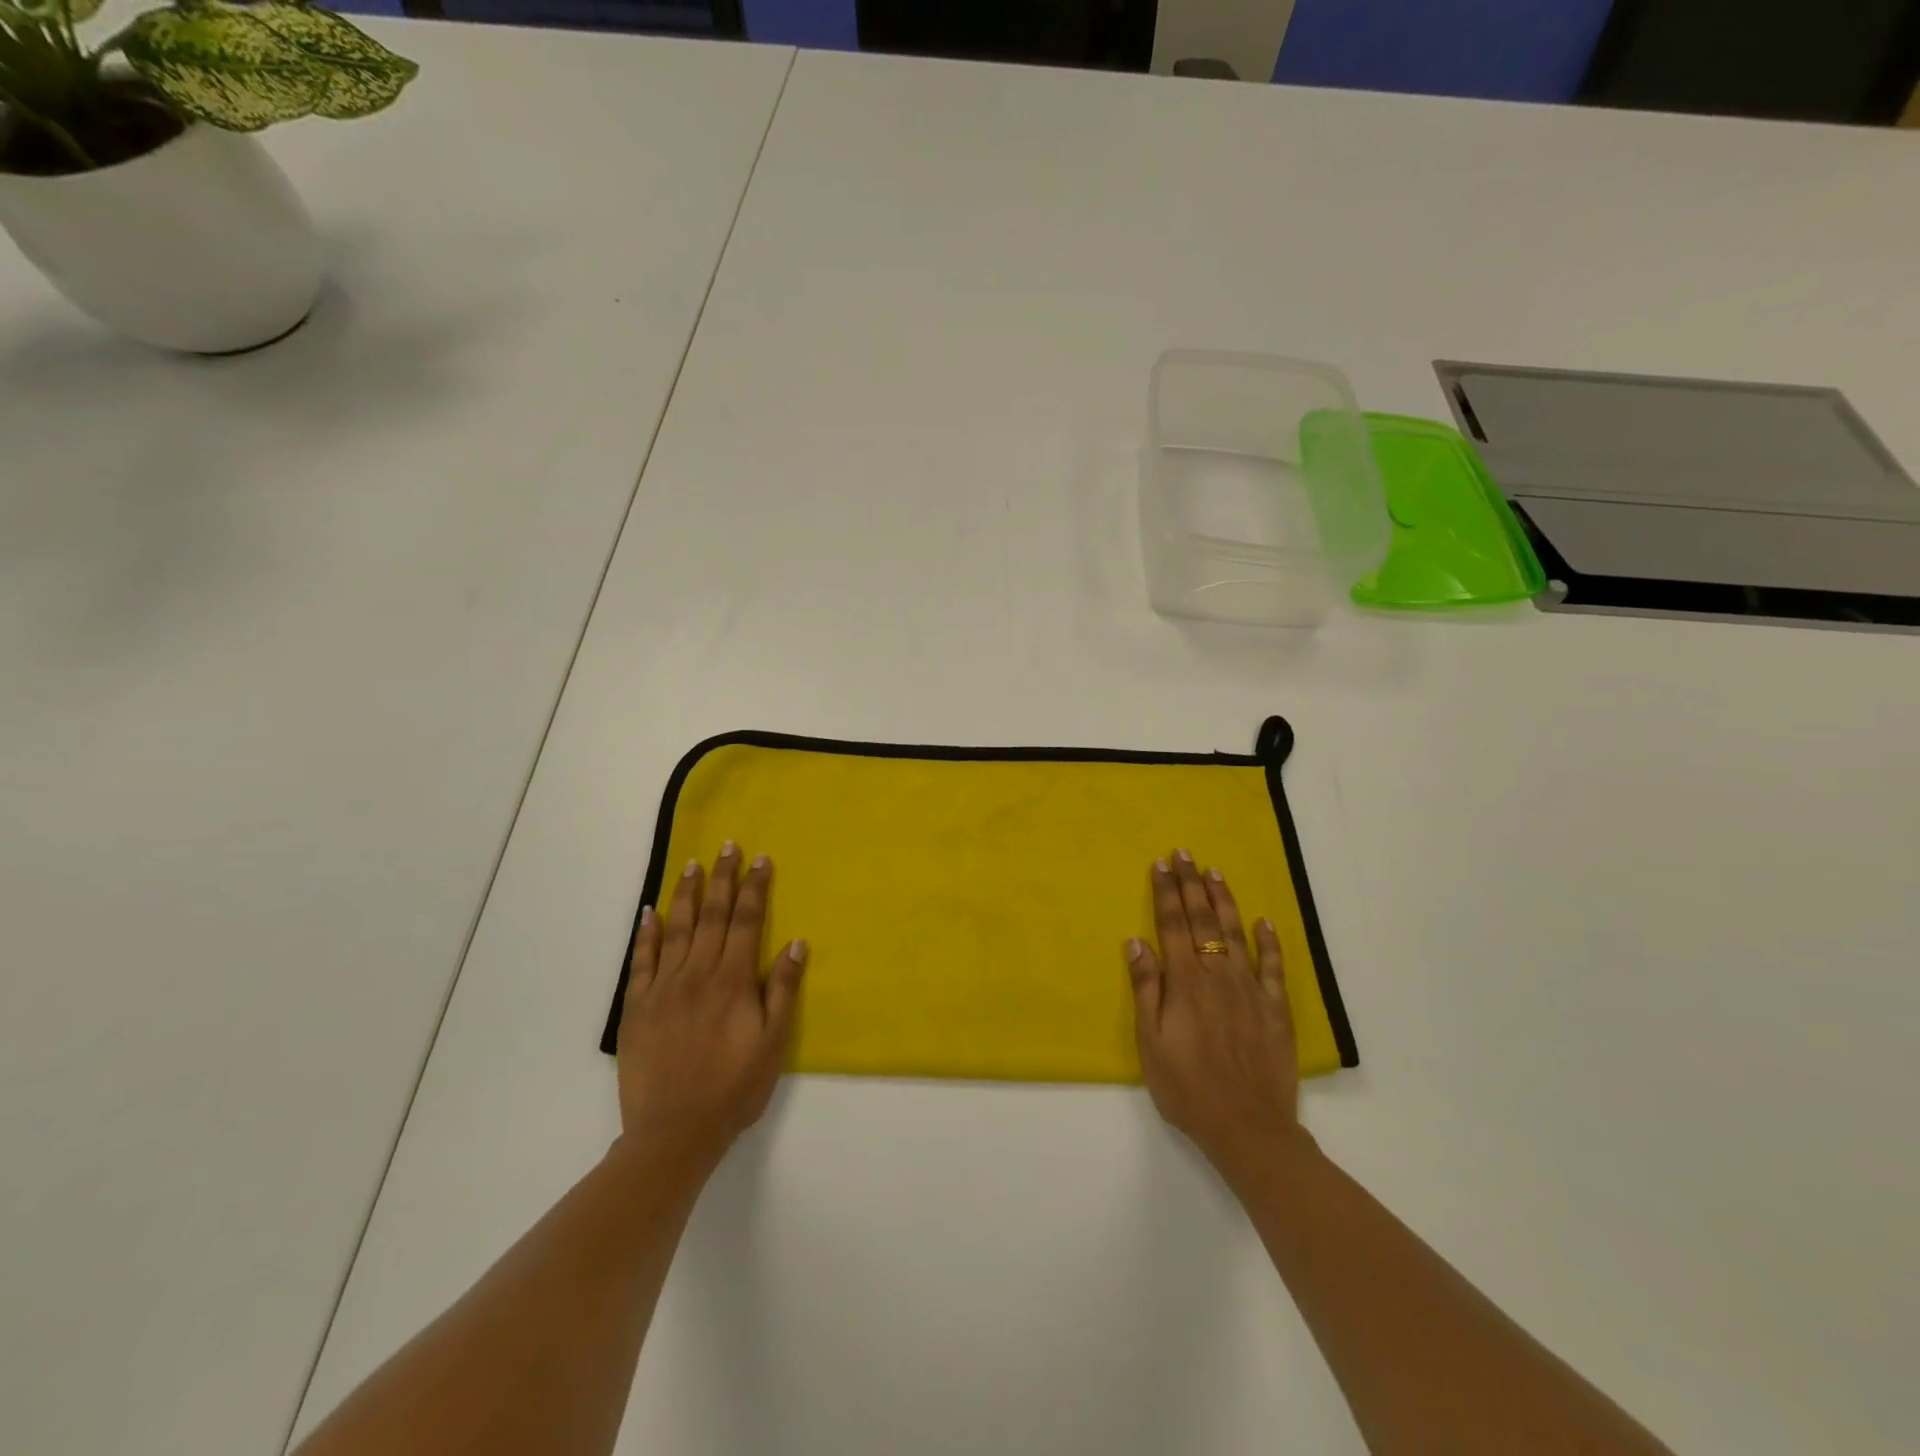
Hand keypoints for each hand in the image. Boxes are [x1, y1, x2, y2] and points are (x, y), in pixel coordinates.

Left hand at [616, 843, 806, 1170]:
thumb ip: (782, 990)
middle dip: (722, 878)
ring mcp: (663, 988)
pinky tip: (649, 912)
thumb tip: (796, 942)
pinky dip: (646, 934)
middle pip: (711, 915)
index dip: (754, 888)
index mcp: (732, 981)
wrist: (674, 1132)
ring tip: (692, 864)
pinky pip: (641, 961)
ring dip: (686, 894)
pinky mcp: (637, 1007)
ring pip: (676, 929)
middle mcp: (697, 974)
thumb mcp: (772, 1043)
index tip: (760, 859)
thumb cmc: (734, 1088)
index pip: (745, 921)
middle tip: (727, 845)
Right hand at [1126, 851, 1307, 1188]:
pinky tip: (1264, 921)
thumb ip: (1146, 989)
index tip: (1161, 865)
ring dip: (1224, 900)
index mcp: (1185, 982)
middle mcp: (1218, 975)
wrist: (1249, 1128)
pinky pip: (1273, 966)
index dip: (1165, 893)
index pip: (1172, 925)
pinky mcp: (1276, 1009)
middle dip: (1191, 884)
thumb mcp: (1151, 1043)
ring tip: (1215, 873)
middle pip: (1202, 920)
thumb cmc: (1188, 1088)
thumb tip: (1135, 942)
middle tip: (1184, 854)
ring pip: (1236, 933)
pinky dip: (1269, 941)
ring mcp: (1250, 990)